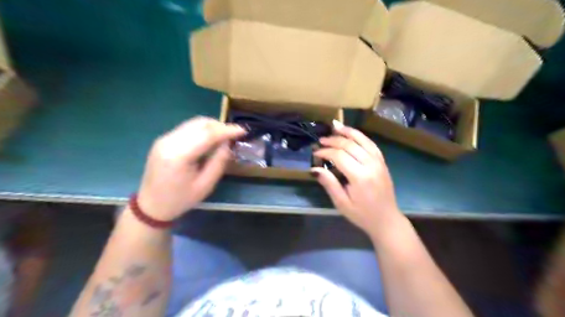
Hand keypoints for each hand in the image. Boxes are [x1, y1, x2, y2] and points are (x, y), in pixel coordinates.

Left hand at [137, 116, 244, 219]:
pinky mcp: (164, 140)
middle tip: (234, 134)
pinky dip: (202, 130)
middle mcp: (169, 141)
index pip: (207, 134)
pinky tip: (210, 139)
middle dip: (220, 126)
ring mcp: (164, 139)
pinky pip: (187, 128)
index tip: (243, 130)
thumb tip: (228, 143)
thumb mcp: (206, 185)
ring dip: (212, 127)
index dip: (227, 130)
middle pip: (199, 124)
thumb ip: (218, 162)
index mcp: (178, 156)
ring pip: (193, 123)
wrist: (151, 206)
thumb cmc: (180, 200)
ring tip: (224, 137)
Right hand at [311, 121, 403, 235]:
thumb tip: (315, 169)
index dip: (325, 152)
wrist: (386, 220)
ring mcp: (379, 162)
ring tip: (335, 126)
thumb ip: (329, 184)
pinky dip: (361, 136)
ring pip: (362, 140)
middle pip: (350, 145)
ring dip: (348, 132)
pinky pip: (371, 144)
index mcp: (360, 177)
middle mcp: (371, 165)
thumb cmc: (362, 215)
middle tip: (321, 141)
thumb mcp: (342, 203)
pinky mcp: (382, 162)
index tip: (315, 153)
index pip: (339, 156)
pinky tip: (352, 133)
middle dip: (333, 140)